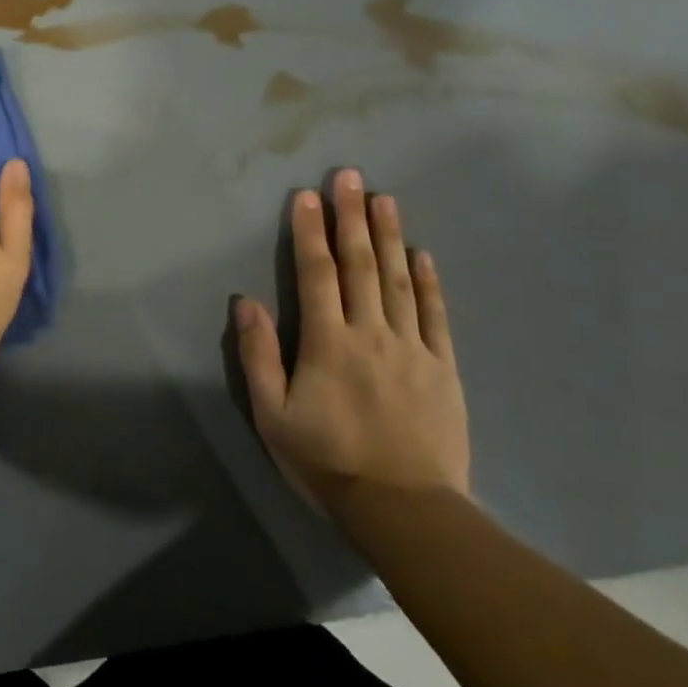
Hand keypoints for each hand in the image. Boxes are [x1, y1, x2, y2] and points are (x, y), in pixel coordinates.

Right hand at [234, 170, 469, 517]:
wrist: (405, 510)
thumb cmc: (327, 462)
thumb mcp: (272, 415)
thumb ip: (258, 355)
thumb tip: (246, 301)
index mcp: (327, 342)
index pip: (316, 274)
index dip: (310, 232)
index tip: (306, 196)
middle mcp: (370, 333)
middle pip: (359, 265)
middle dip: (351, 217)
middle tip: (349, 176)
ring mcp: (411, 348)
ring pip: (397, 280)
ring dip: (388, 236)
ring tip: (384, 198)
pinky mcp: (441, 368)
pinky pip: (434, 315)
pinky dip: (427, 281)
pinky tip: (421, 254)